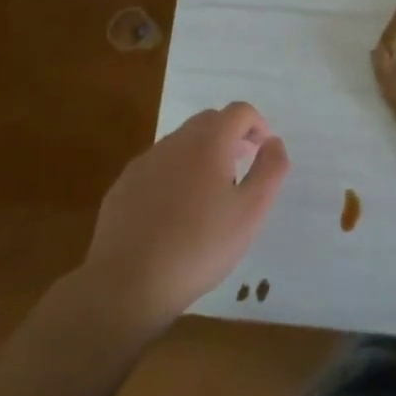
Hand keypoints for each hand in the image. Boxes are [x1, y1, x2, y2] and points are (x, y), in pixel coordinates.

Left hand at [80, 102, 289, 329]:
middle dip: (231, 136)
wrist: (126, 284)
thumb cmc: (200, 246)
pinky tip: (176, 213)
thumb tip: (273, 143)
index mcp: (208, 142)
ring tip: (211, 194)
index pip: (240, 111)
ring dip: (203, 154)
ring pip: (181, 144)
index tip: (264, 151)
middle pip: (209, 121)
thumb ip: (270, 169)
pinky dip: (175, 174)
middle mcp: (174, 142)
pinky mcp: (122, 187)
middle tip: (242, 167)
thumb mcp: (251, 211)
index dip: (258, 125)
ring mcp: (144, 163)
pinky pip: (157, 167)